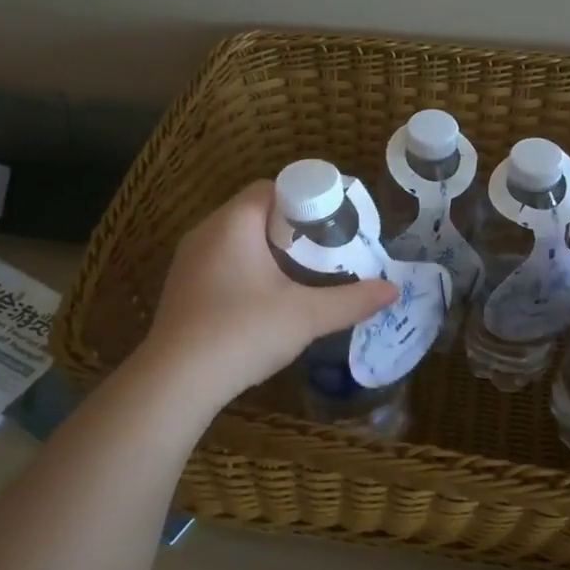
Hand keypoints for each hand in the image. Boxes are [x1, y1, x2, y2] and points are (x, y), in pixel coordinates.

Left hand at [138, 181, 397, 409]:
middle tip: (325, 250)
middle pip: (255, 212)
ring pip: (237, 239)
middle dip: (292, 227)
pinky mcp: (183, 288)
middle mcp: (205, 232)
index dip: (305, 200)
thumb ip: (352, 300)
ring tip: (302, 274)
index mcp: (233, 223)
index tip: (333, 224)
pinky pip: (222, 262)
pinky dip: (248, 269)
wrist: (176, 381)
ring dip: (269, 250)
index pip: (271, 188)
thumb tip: (393, 290)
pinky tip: (267, 299)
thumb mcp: (306, 316)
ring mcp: (189, 261)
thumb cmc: (242, 332)